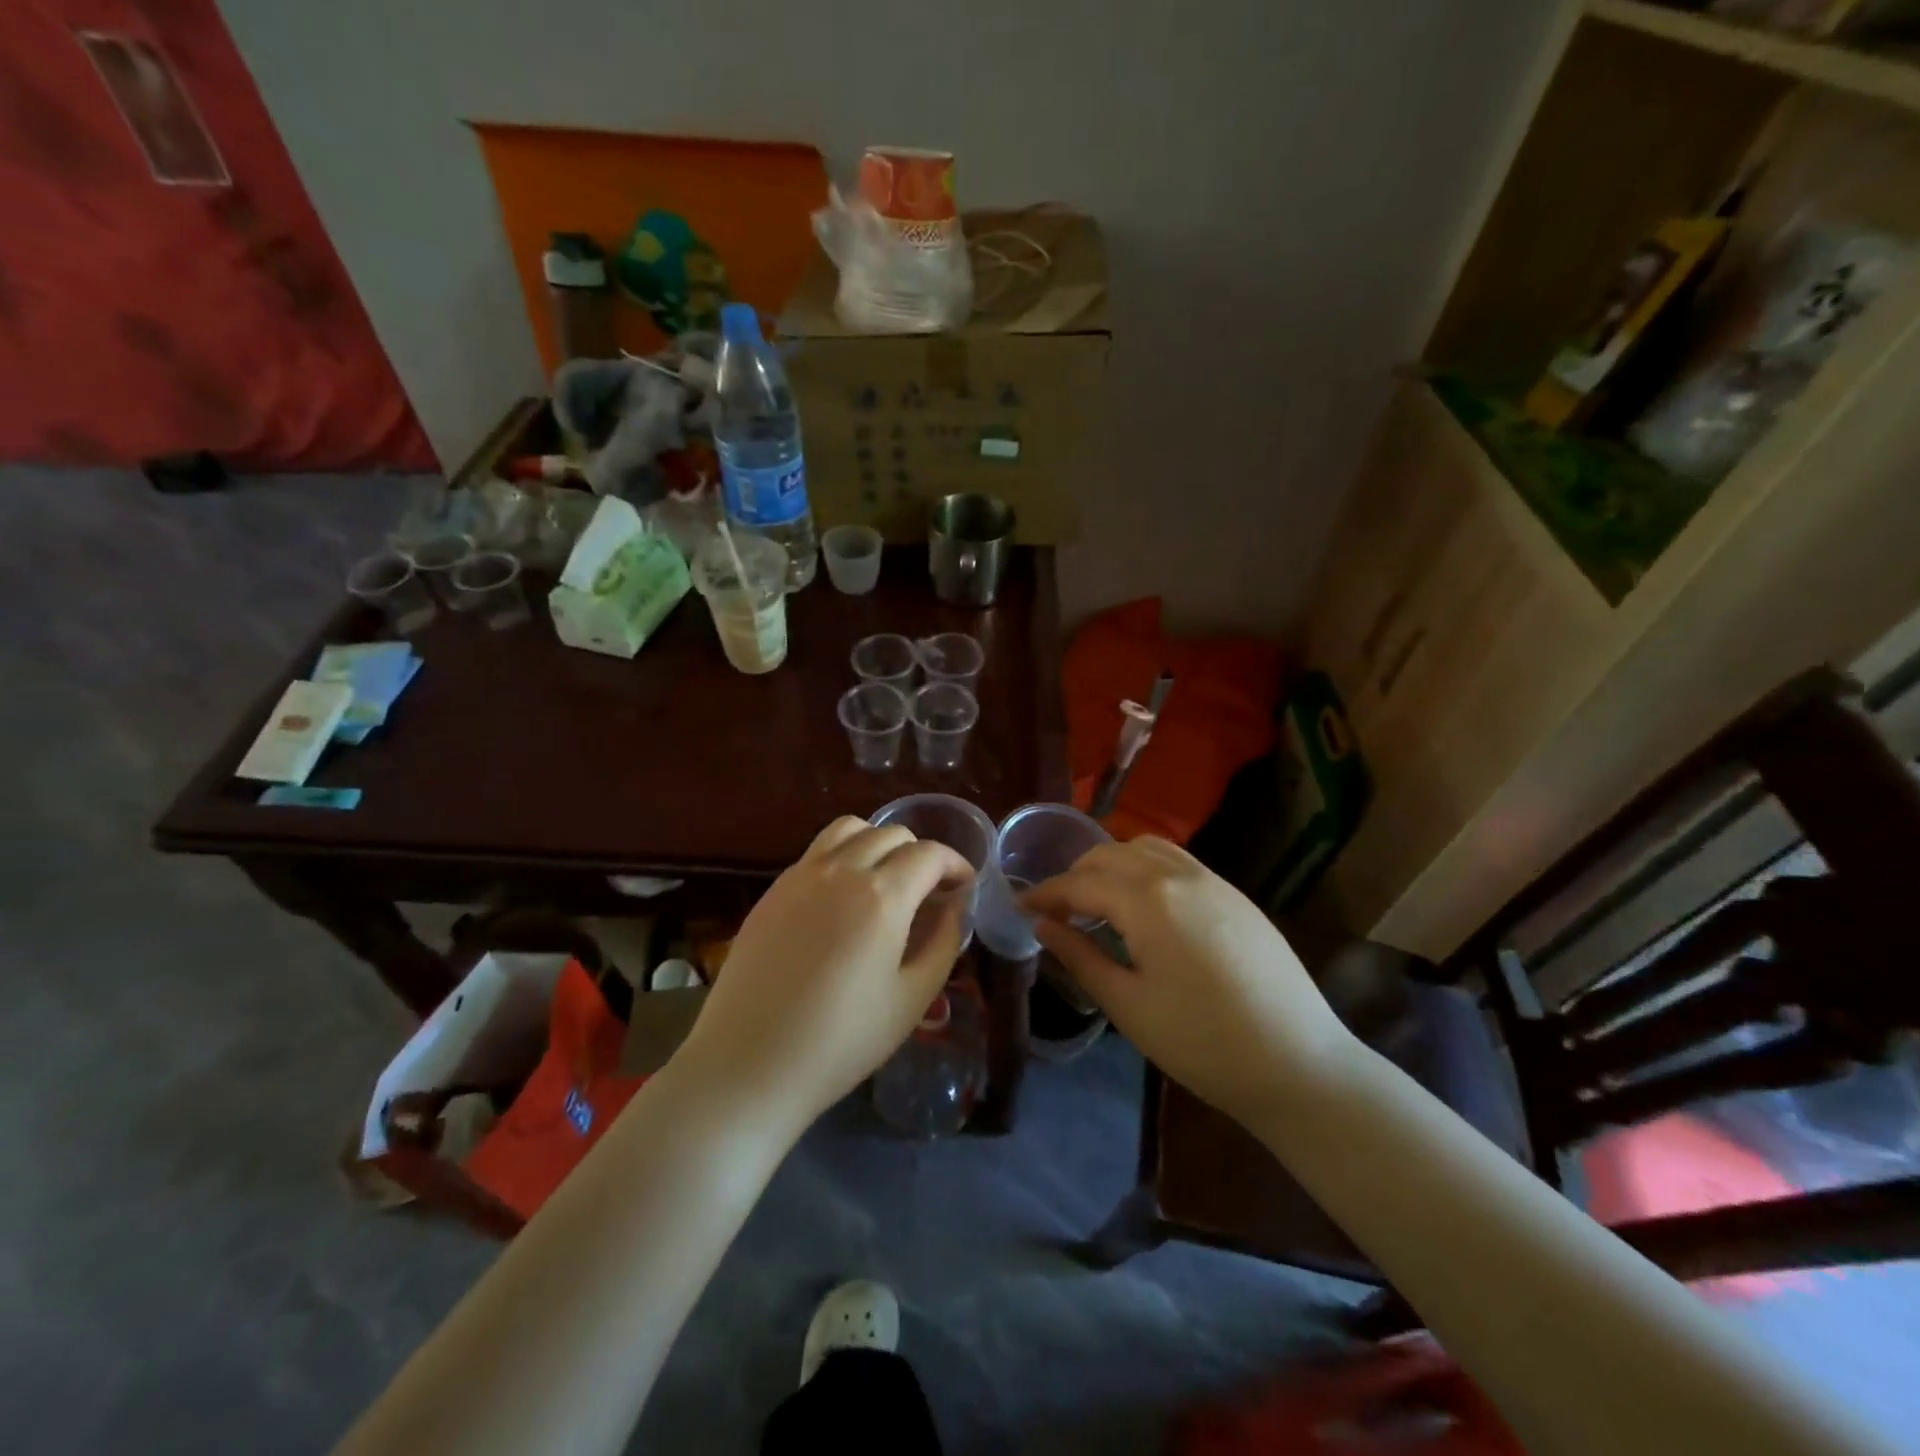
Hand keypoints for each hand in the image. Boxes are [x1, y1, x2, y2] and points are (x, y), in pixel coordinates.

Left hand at [674, 817, 972, 1136]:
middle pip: (892, 834)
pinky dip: (843, 856)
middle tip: (929, 892)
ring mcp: (801, 875)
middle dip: (920, 855)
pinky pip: (817, 852)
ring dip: (878, 843)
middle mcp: (841, 870)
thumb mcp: (912, 998)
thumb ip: (943, 942)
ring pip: (850, 829)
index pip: (929, 854)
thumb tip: (955, 907)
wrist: (748, 1063)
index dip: (955, 865)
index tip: (964, 886)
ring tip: (886, 880)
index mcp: (882, 896)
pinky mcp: (773, 890)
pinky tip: (843, 899)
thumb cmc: (841, 1041)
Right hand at [1022, 837, 1355, 1126]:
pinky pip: (1176, 861)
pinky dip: (1145, 868)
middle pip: (1110, 855)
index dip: (1045, 894)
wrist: (1299, 1064)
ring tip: (1096, 901)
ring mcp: (1212, 880)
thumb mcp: (1129, 1006)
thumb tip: (1042, 924)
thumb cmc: (1203, 1043)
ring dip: (1111, 865)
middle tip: (1055, 910)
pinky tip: (1143, 904)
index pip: (1080, 884)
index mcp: (1148, 900)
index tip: (1020, 907)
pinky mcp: (1235, 894)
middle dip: (1075, 876)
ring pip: (1145, 849)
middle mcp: (1178, 874)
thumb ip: (1080, 957)